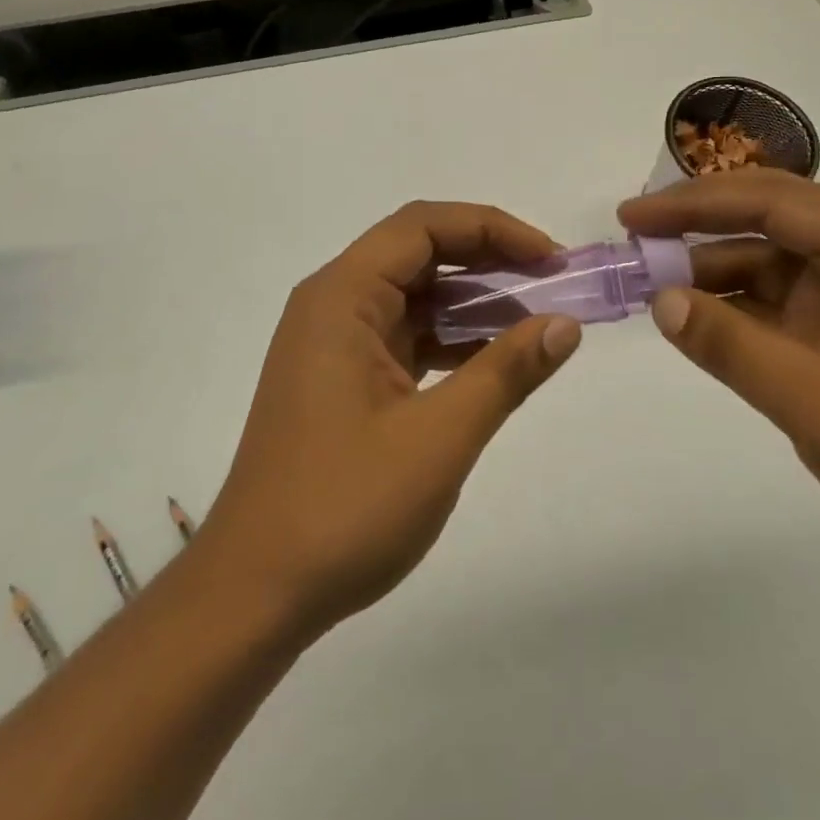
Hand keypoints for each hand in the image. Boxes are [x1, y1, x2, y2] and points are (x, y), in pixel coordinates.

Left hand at [192, 202, 583, 641]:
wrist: (255, 593)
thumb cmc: (344, 507)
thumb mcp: (439, 437)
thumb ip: (506, 372)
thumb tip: (564, 324)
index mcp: (342, 297)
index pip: (423, 226)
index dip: (492, 229)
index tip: (550, 259)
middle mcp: (333, 305)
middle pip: (418, 253)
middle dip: (488, 260)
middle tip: (552, 284)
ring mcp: (334, 344)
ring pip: (414, 297)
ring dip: (473, 303)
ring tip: (534, 323)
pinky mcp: (342, 379)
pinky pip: (405, 337)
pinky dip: (450, 340)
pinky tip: (492, 362)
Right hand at [619, 171, 819, 592]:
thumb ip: (734, 348)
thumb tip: (659, 299)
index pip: (772, 202)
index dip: (693, 204)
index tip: (631, 217)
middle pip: (768, 222)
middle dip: (697, 229)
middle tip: (630, 239)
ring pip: (768, 265)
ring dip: (710, 272)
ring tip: (646, 282)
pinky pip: (778, 308)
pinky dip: (732, 312)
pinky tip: (690, 319)